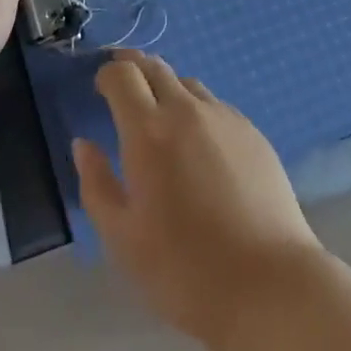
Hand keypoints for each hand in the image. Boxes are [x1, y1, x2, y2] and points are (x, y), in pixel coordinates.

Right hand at [75, 50, 323, 344]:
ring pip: (187, 83)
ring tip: (161, 116)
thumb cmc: (184, 269)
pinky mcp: (252, 131)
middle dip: (134, 68)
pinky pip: (215, 105)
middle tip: (124, 86)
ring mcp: (224, 117)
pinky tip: (199, 143)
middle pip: (156, 66)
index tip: (100, 88)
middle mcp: (186, 109)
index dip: (107, 74)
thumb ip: (97, 184)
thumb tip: (83, 144)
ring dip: (166, 87)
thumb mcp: (122, 238)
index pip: (123, 75)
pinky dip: (196, 109)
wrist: (267, 284)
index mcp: (149, 130)